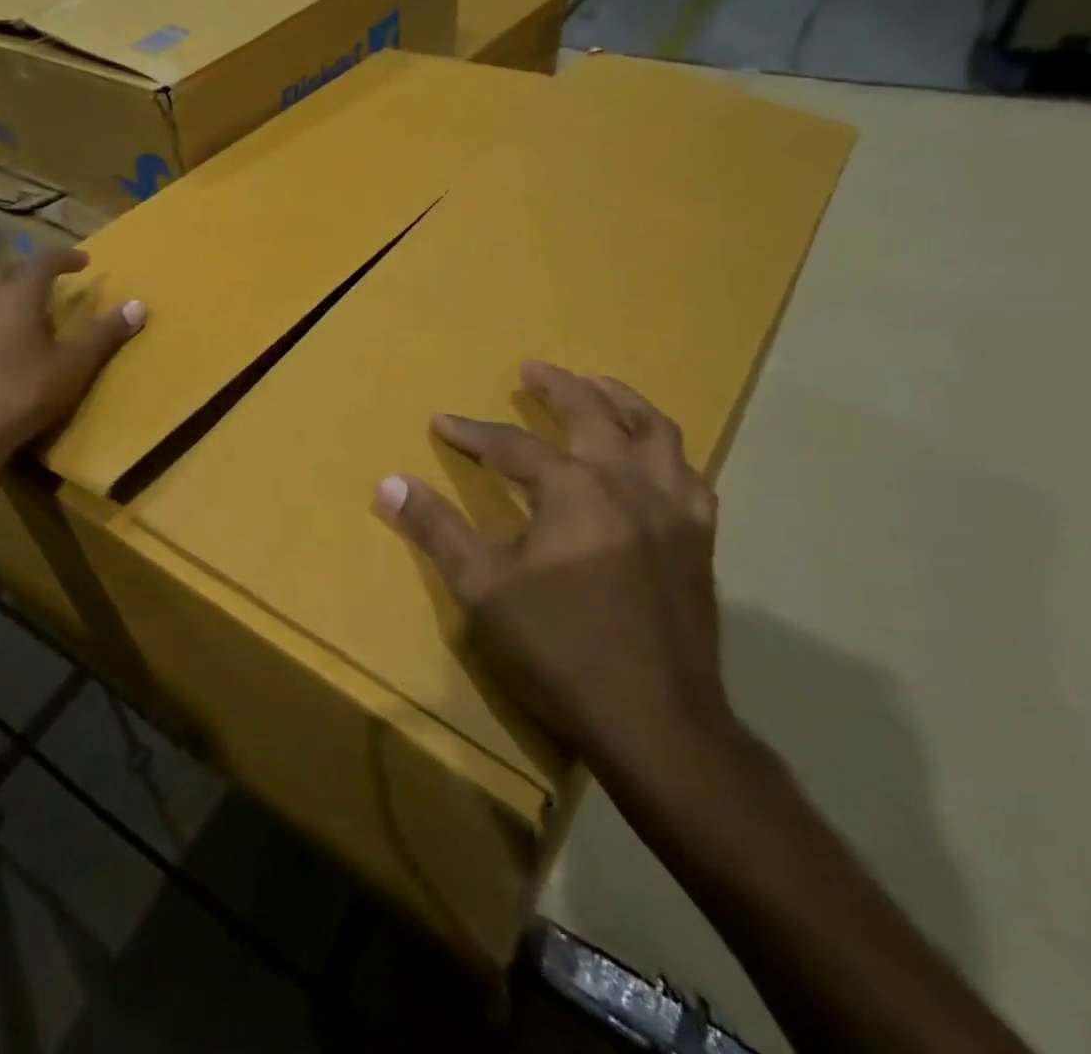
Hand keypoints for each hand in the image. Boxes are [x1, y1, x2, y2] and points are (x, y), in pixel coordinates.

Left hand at [0, 249, 143, 462]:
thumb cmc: (25, 395)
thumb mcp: (75, 366)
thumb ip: (105, 333)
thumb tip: (138, 305)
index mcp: (17, 297)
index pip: (43, 261)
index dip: (64, 257)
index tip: (82, 261)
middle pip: (4, 271)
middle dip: (27, 269)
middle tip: (44, 278)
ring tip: (1, 300)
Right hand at [374, 362, 736, 784]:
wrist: (657, 720)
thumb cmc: (561, 650)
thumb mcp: (483, 589)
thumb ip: (437, 529)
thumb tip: (389, 482)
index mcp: (573, 488)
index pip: (512, 445)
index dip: (472, 432)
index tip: (442, 422)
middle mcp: (628, 480)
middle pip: (592, 412)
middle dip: (557, 386)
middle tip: (532, 369)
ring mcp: (673, 506)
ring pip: (654, 429)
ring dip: (621, 399)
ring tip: (597, 385)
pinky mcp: (700, 536)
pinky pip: (688, 471)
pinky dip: (665, 450)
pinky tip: (653, 456)